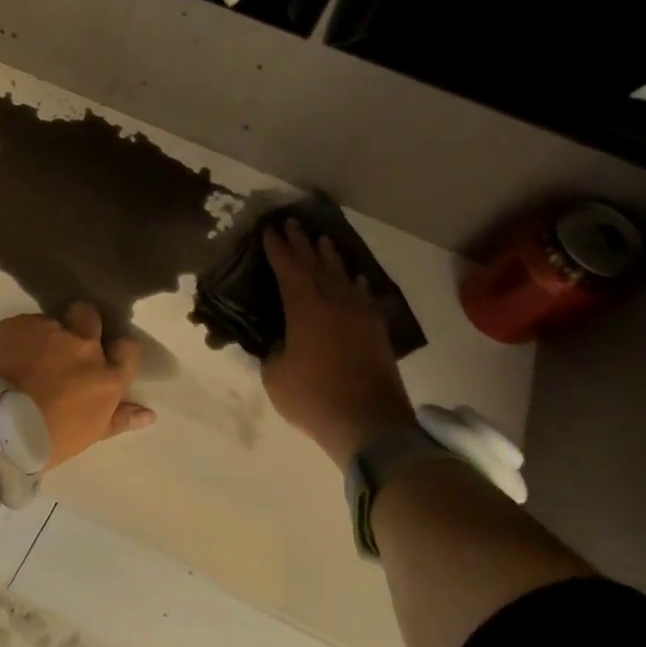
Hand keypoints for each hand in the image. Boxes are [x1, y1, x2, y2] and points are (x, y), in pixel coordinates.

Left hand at [0, 304, 155, 468]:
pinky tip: (7, 358)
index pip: (129, 349)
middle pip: (90, 317)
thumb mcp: (87, 434)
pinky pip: (24, 325)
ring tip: (26, 359)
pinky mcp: (17, 323)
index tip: (107, 356)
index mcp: (106, 377)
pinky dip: (19, 338)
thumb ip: (119, 418)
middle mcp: (83, 346)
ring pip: (52, 322)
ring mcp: (49, 330)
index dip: (118, 350)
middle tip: (65, 346)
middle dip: (82, 325)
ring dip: (45, 336)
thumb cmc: (44, 441)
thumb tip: (149, 414)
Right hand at [261, 219, 415, 470]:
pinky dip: (354, 282)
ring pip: (341, 275)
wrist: (370, 423)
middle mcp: (333, 300)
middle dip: (302, 243)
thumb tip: (279, 339)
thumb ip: (274, 348)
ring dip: (329, 256)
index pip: (287, 268)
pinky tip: (353, 277)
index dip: (277, 248)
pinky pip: (362, 294)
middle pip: (315, 263)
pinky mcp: (376, 329)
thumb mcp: (275, 373)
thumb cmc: (314, 397)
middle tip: (292, 223)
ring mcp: (359, 313)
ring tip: (322, 239)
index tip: (269, 230)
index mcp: (304, 306)